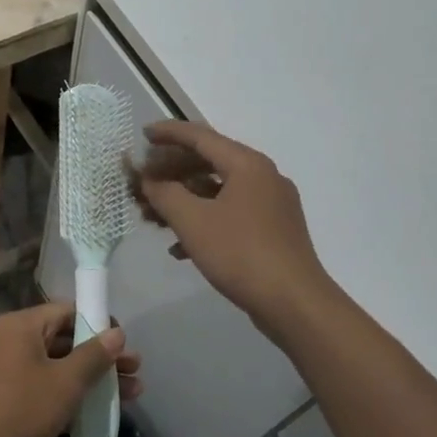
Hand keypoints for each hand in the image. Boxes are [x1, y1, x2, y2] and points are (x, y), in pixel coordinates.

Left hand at [0, 304, 142, 436]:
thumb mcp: (64, 382)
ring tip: (129, 397)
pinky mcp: (0, 402)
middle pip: (64, 340)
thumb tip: (116, 334)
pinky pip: (40, 390)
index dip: (99, 325)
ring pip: (54, 368)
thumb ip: (93, 356)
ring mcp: (2, 373)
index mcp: (21, 325)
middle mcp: (9, 342)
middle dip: (101, 358)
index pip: (68, 311)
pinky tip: (94, 415)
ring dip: (89, 381)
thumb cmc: (16, 410)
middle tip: (135, 375)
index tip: (125, 346)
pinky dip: (66, 397)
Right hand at [132, 121, 331, 336]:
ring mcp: (271, 205)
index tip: (143, 135)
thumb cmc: (240, 254)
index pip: (201, 137)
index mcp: (247, 164)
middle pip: (209, 163)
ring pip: (218, 192)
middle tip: (143, 183)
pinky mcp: (273, 231)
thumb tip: (149, 179)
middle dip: (172, 173)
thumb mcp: (193, 222)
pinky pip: (230, 215)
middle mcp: (263, 176)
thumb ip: (164, 193)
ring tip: (153, 219)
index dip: (169, 134)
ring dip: (184, 201)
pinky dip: (204, 222)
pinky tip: (179, 248)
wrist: (294, 303)